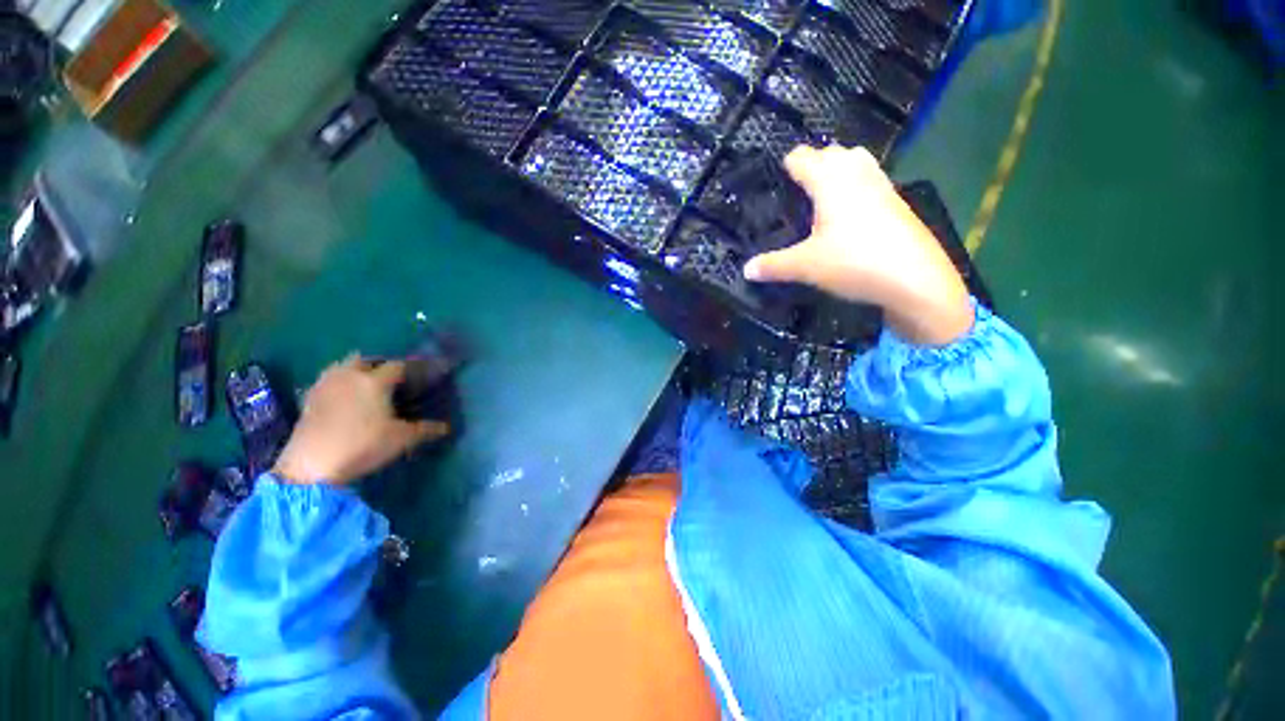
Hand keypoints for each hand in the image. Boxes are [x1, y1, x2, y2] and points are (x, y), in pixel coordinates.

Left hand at [272, 356, 449, 484]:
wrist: (312, 465)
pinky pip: (326, 380)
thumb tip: (446, 427)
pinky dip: (336, 383)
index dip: (409, 369)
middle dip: (378, 365)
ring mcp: (326, 385)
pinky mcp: (308, 399)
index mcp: (375, 381)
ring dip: (354, 370)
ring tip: (364, 384)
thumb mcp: (401, 439)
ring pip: (341, 366)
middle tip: (390, 380)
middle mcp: (350, 376)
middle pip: (365, 359)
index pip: (397, 366)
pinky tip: (342, 397)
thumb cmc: (363, 446)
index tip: (418, 377)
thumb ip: (426, 430)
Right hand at [743, 145, 973, 345]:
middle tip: (796, 187)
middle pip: (833, 152)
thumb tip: (745, 270)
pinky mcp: (897, 203)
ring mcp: (882, 186)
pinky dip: (857, 185)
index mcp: (831, 182)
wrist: (915, 279)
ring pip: (857, 161)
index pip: (803, 158)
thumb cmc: (854, 263)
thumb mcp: (805, 266)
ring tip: (823, 193)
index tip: (775, 176)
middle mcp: (857, 175)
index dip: (787, 164)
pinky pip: (872, 180)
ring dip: (839, 169)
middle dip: (814, 162)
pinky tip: (850, 211)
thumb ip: (773, 265)